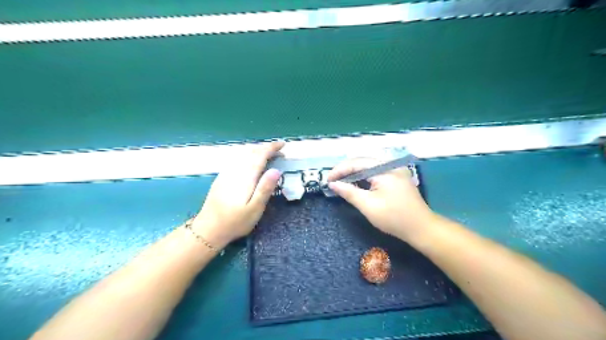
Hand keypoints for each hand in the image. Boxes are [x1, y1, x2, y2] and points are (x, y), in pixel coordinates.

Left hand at [190, 142, 282, 247]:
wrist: (208, 229)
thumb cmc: (235, 221)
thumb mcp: (255, 208)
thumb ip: (265, 188)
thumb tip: (276, 170)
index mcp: (246, 177)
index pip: (260, 155)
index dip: (272, 148)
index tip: (283, 144)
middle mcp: (235, 170)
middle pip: (251, 152)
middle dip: (266, 148)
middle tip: (279, 151)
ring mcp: (227, 173)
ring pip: (243, 154)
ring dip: (257, 150)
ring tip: (268, 154)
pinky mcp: (222, 177)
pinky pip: (237, 159)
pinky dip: (247, 155)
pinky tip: (250, 161)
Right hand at [327, 157, 434, 240]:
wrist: (421, 228)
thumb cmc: (394, 218)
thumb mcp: (368, 206)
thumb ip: (349, 192)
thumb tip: (333, 184)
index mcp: (384, 169)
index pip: (356, 163)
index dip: (339, 170)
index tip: (327, 180)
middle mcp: (390, 164)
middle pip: (362, 162)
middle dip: (345, 171)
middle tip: (333, 181)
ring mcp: (396, 169)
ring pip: (369, 166)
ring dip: (354, 173)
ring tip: (341, 182)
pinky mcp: (397, 176)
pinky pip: (376, 172)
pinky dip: (364, 177)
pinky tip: (357, 183)